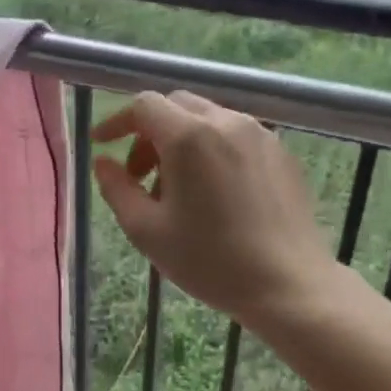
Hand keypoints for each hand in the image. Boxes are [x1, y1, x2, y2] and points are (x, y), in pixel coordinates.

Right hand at [93, 91, 333, 332]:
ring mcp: (260, 135)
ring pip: (208, 119)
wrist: (288, 284)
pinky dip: (213, 150)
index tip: (102, 145)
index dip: (117, 121)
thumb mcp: (147, 231)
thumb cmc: (210, 260)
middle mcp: (227, 122)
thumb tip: (103, 162)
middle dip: (149, 132)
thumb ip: (117, 189)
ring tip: (178, 190)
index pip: (144, 105)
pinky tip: (215, 194)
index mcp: (189, 137)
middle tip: (140, 175)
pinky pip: (237, 136)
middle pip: (177, 106)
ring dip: (182, 141)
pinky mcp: (282, 153)